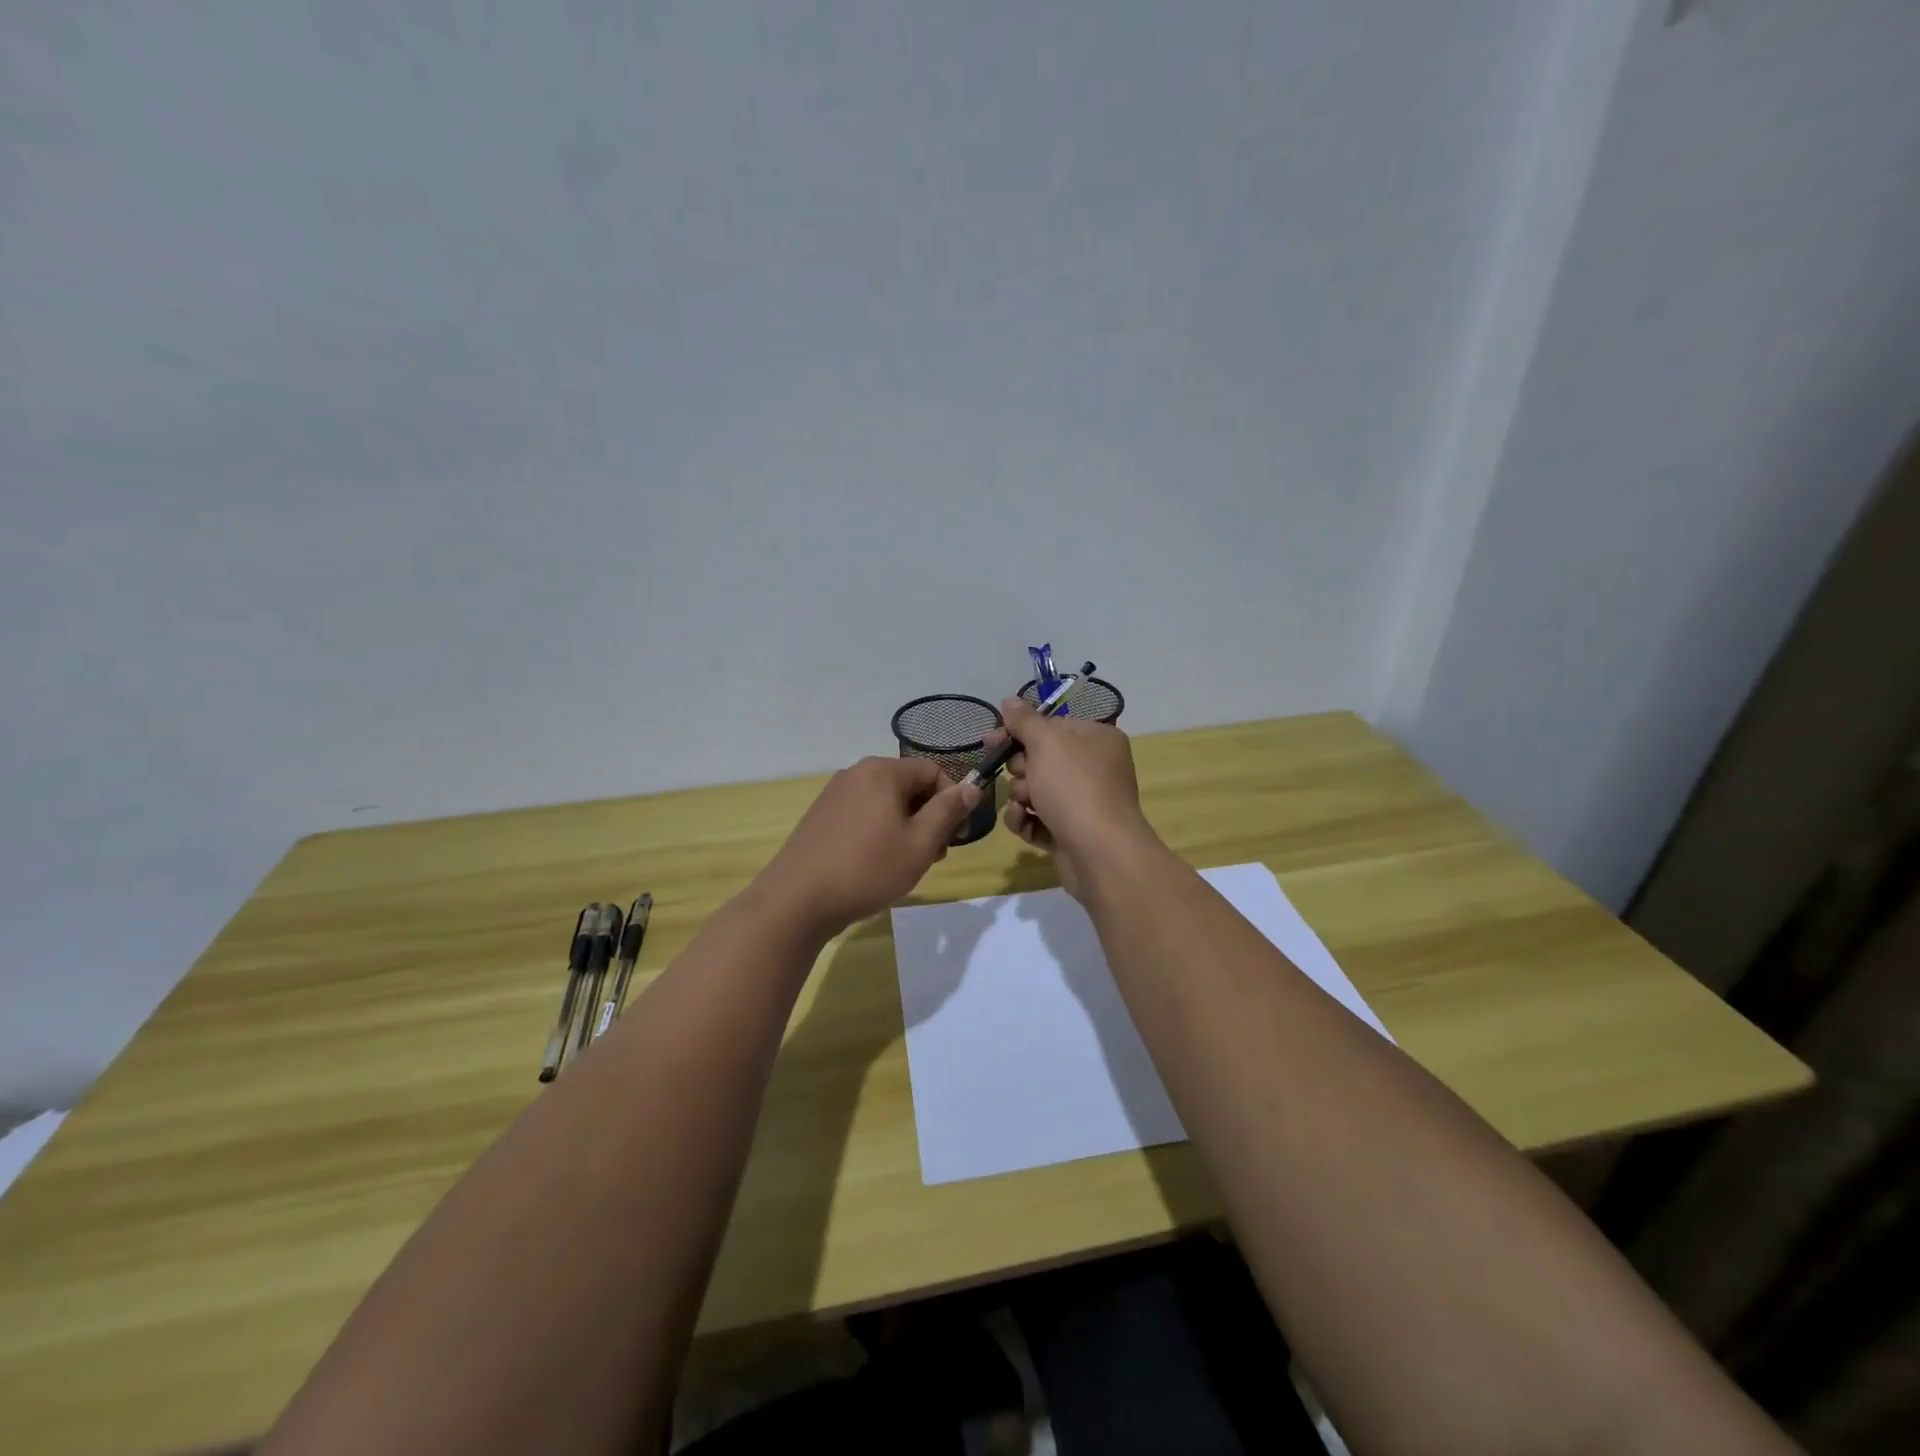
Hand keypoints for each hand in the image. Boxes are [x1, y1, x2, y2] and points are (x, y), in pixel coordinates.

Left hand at [753, 757, 980, 938]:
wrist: (796, 901)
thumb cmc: (867, 870)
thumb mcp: (919, 844)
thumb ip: (948, 812)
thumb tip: (971, 787)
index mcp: (882, 771)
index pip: (934, 771)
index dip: (953, 801)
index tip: (956, 838)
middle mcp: (856, 773)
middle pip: (909, 785)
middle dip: (929, 817)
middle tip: (934, 856)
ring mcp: (834, 794)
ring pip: (886, 802)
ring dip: (907, 827)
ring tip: (907, 864)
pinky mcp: (821, 816)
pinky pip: (864, 814)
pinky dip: (880, 832)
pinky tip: (877, 864)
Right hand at [986, 697, 1150, 896]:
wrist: (1099, 852)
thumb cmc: (1074, 786)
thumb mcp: (1046, 743)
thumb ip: (1024, 721)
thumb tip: (1009, 700)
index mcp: (1097, 739)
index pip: (1052, 726)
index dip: (1020, 732)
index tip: (992, 740)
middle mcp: (1095, 768)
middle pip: (1041, 759)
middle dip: (1021, 769)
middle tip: (1021, 776)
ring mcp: (1084, 802)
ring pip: (1036, 791)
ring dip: (1021, 796)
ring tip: (1025, 805)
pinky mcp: (1072, 833)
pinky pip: (1039, 819)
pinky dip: (1027, 821)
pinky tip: (1024, 824)